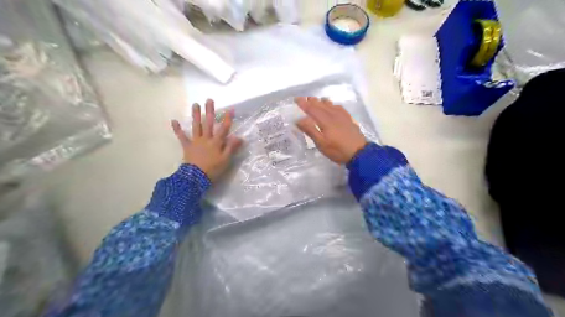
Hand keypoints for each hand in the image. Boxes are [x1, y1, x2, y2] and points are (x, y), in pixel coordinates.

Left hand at [172, 99, 242, 182]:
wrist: (196, 178)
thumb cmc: (213, 169)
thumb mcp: (226, 160)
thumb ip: (231, 147)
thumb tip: (239, 137)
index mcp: (216, 142)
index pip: (224, 128)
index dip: (228, 119)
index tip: (231, 108)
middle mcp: (206, 139)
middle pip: (209, 123)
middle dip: (210, 111)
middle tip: (209, 100)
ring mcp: (196, 141)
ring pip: (196, 126)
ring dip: (196, 115)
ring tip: (195, 104)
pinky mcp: (187, 146)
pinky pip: (182, 137)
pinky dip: (178, 129)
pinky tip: (174, 121)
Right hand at [294, 98, 368, 163]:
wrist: (359, 153)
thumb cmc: (337, 150)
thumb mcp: (321, 143)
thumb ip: (310, 130)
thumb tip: (299, 119)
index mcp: (325, 120)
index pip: (312, 109)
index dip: (304, 104)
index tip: (296, 99)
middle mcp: (333, 115)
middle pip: (321, 105)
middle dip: (311, 101)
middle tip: (304, 98)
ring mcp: (342, 116)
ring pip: (330, 105)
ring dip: (321, 102)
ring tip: (316, 100)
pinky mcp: (348, 119)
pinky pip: (339, 108)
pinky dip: (332, 105)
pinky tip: (332, 106)